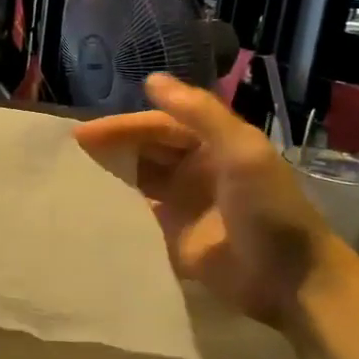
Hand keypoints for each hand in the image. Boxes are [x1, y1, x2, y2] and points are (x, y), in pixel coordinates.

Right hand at [75, 73, 336, 325]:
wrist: (290, 280)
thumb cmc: (267, 208)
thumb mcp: (241, 150)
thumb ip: (199, 112)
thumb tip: (151, 79)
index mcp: (211, 144)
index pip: (157, 127)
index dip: (121, 127)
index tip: (82, 134)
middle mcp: (194, 168)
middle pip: (144, 149)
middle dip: (110, 146)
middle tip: (69, 152)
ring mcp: (183, 204)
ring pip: (138, 178)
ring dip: (110, 174)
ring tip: (71, 175)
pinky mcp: (173, 237)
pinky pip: (138, 214)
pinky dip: (116, 207)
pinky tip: (89, 207)